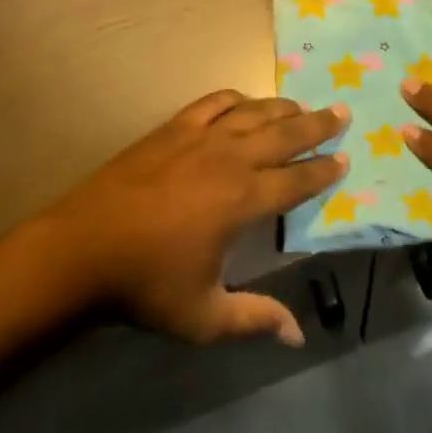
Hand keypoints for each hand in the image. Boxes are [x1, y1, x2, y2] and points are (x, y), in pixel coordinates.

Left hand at [43, 90, 347, 346]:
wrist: (85, 246)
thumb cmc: (147, 284)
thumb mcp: (204, 316)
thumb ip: (254, 319)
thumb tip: (298, 334)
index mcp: (242, 200)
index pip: (295, 181)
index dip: (323, 171)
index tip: (345, 159)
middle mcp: (229, 158)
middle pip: (283, 134)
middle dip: (316, 125)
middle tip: (341, 112)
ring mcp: (199, 135)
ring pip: (253, 112)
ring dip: (282, 108)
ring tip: (303, 107)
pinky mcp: (173, 126)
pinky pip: (215, 102)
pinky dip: (237, 98)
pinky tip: (245, 101)